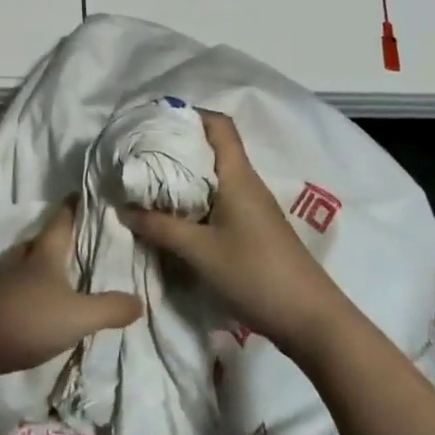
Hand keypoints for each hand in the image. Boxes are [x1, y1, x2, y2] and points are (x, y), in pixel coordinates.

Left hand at [0, 200, 142, 377]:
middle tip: (72, 237)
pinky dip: (24, 288)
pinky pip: (11, 287)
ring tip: (53, 269)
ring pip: (22, 263)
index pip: (60, 221)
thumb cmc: (28, 318)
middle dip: (53, 237)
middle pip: (38, 241)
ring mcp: (0, 281)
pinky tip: (32, 302)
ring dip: (36, 263)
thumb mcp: (78, 316)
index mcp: (44, 255)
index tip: (80, 193)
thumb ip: (109, 308)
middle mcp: (20, 261)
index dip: (71, 207)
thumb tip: (141, 301)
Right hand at [123, 111, 349, 357]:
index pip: (219, 125)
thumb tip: (123, 209)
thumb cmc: (255, 274)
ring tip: (149, 183)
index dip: (190, 114)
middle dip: (178, 146)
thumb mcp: (200, 252)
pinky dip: (195, 200)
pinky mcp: (253, 229)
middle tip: (141, 153)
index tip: (156, 120)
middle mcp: (246, 183)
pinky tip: (174, 216)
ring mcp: (252, 207)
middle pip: (212, 149)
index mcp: (238, 176)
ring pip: (214, 177)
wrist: (311, 320)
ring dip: (184, 177)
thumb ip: (160, 228)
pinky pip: (219, 200)